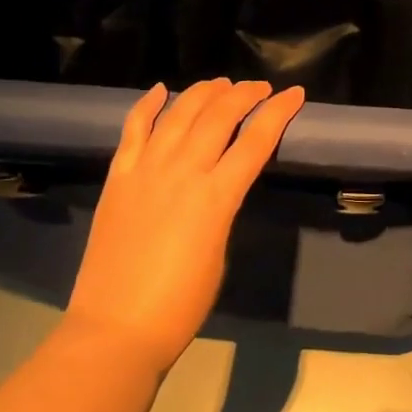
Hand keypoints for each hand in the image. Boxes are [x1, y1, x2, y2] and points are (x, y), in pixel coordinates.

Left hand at [64, 78, 304, 368]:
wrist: (116, 327)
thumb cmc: (181, 303)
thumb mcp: (220, 251)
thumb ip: (222, 208)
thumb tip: (221, 184)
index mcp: (217, 196)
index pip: (257, 140)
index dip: (279, 112)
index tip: (295, 94)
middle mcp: (183, 170)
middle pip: (219, 116)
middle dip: (245, 94)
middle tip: (260, 88)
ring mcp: (146, 169)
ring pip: (179, 112)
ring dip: (203, 92)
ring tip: (220, 83)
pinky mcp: (118, 176)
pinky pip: (133, 128)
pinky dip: (148, 104)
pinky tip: (161, 90)